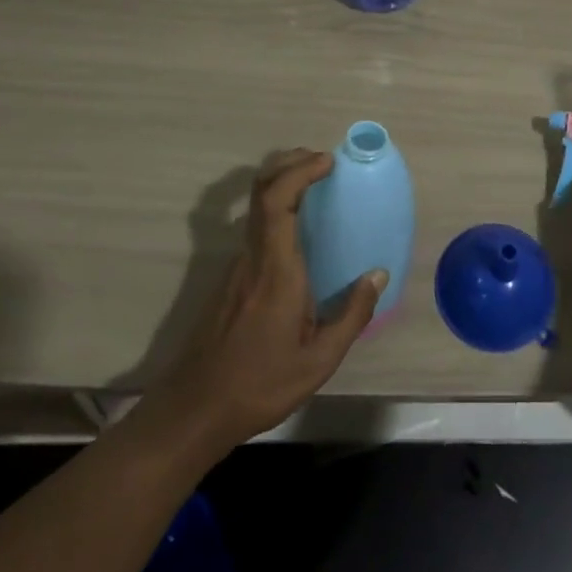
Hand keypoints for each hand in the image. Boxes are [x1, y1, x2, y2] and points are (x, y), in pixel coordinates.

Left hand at [158, 150, 384, 449]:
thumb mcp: (318, 361)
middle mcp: (252, 256)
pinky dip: (277, 210)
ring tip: (317, 188)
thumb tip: (378, 275)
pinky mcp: (229, 278)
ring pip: (256, 207)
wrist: (194, 410)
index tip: (327, 161)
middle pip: (262, 190)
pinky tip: (298, 231)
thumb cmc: (259, 384)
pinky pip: (255, 228)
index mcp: (275, 269)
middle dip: (289, 164)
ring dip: (283, 185)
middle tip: (322, 161)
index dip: (299, 171)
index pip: (277, 200)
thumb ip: (352, 315)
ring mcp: (236, 265)